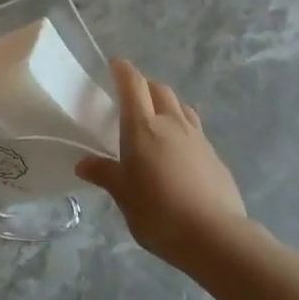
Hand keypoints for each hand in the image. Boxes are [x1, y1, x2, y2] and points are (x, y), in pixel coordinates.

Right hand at [76, 60, 246, 261]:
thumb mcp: (124, 196)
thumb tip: (84, 164)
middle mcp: (172, 123)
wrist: (215, 235)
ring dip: (166, 105)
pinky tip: (177, 152)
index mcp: (143, 127)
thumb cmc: (159, 213)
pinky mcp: (214, 154)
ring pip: (181, 107)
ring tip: (156, 121)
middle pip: (160, 90)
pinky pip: (195, 129)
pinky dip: (182, 128)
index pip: (133, 85)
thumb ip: (105, 174)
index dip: (123, 71)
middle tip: (132, 99)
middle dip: (145, 87)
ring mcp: (197, 137)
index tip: (115, 64)